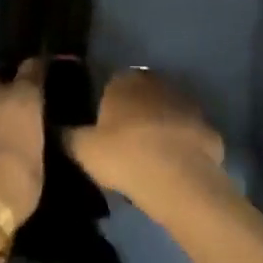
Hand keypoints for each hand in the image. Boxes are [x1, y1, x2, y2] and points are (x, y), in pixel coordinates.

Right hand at [66, 69, 227, 224]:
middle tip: (124, 143)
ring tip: (149, 157)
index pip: (112, 83)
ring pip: (168, 112)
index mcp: (125, 82)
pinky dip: (182, 146)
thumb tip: (53, 128)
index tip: (103, 128)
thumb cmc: (124, 156)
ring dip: (160, 127)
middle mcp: (158, 83)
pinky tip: (174, 167)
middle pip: (142, 95)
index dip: (107, 105)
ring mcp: (188, 104)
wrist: (178, 180)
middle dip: (135, 113)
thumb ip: (67, 136)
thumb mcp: (83, 150)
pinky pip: (189, 135)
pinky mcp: (209, 127)